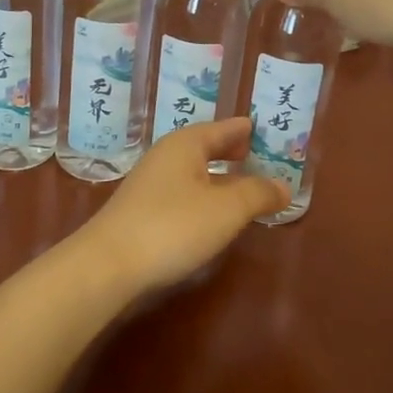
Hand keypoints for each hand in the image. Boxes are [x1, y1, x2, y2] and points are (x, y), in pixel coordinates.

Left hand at [79, 119, 288, 296]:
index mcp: (186, 144)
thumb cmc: (173, 226)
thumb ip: (258, 194)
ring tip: (241, 183)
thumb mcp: (226, 210)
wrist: (109, 263)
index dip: (246, 130)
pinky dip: (203, 192)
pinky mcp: (142, 208)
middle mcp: (167, 155)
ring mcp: (151, 182)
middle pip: (205, 146)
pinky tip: (212, 210)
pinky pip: (183, 189)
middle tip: (256, 153)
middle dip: (230, 150)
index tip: (265, 129)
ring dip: (217, 174)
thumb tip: (284, 186)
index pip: (223, 128)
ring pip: (193, 169)